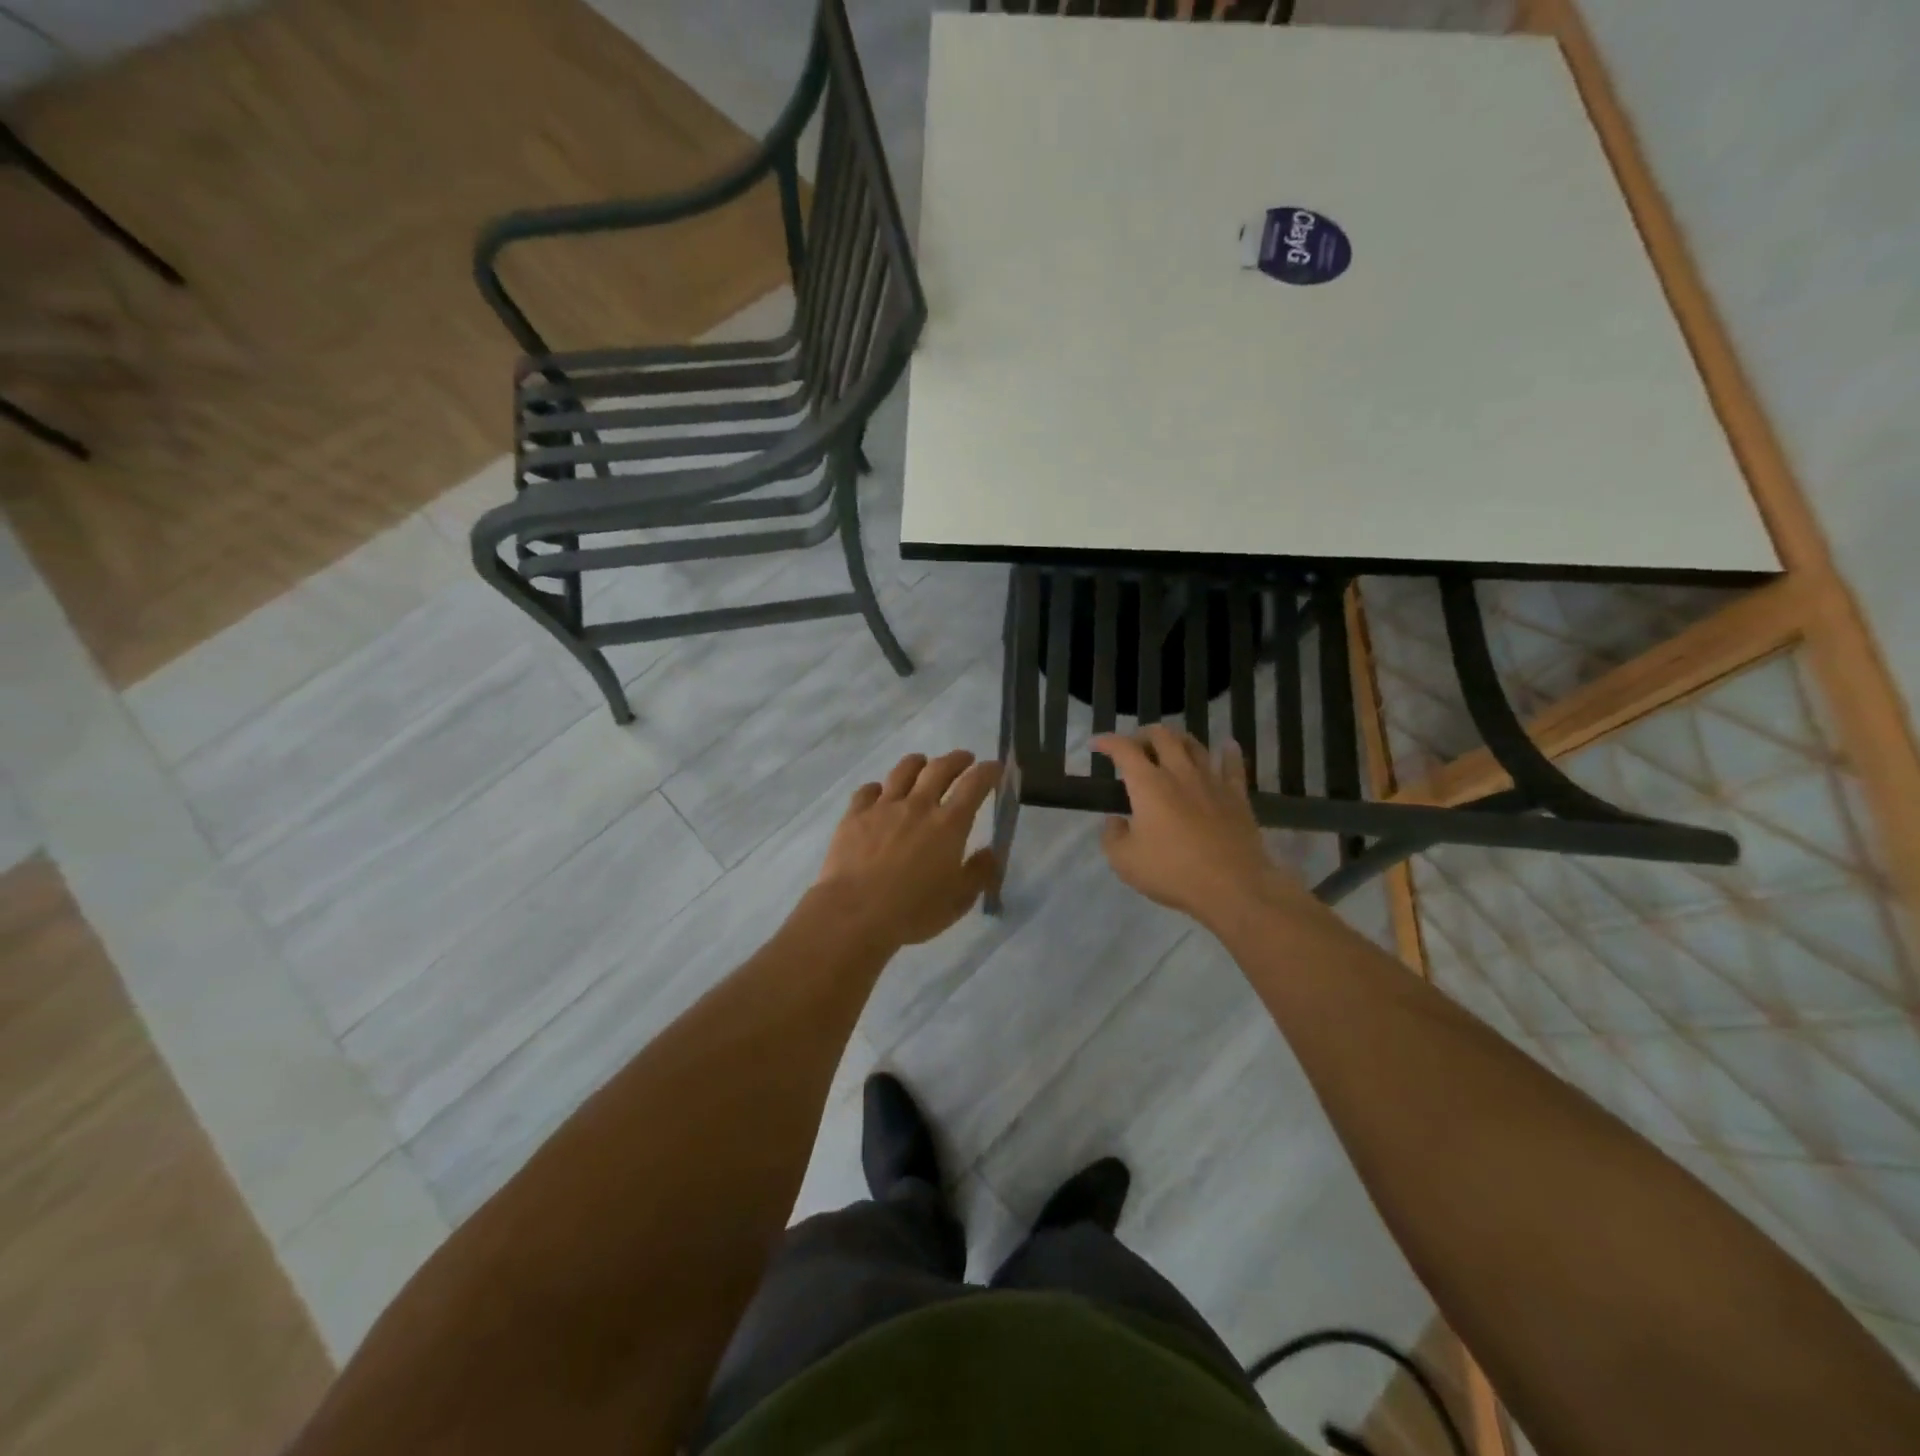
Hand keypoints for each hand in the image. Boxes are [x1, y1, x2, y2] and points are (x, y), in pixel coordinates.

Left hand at [816, 751, 1002, 947]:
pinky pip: (867, 791)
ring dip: (917, 763)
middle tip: (965, 759)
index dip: (988, 772)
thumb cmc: (912, 911)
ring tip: (922, 763)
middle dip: (956, 759)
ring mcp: (883, 807)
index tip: (995, 767)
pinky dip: (878, 788)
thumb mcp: (958, 901)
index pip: (974, 785)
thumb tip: (990, 852)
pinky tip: (879, 792)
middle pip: (939, 769)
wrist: (854, 913)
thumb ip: (979, 873)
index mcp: (948, 825)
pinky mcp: (854, 815)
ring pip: (903, 771)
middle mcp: (918, 806)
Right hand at [1092, 726, 1302, 929]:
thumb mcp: (1124, 861)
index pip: (1123, 749)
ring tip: (1169, 746)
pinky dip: (1228, 752)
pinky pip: (1233, 765)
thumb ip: (1112, 836)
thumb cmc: (1172, 872)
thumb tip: (1115, 821)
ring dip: (1178, 739)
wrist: (1233, 887)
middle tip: (1134, 746)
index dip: (1106, 742)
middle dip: (1143, 734)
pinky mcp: (1236, 796)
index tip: (1095, 744)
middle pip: (1162, 736)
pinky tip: (1227, 746)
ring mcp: (1211, 782)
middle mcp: (1179, 773)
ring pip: (1194, 745)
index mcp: (1148, 784)